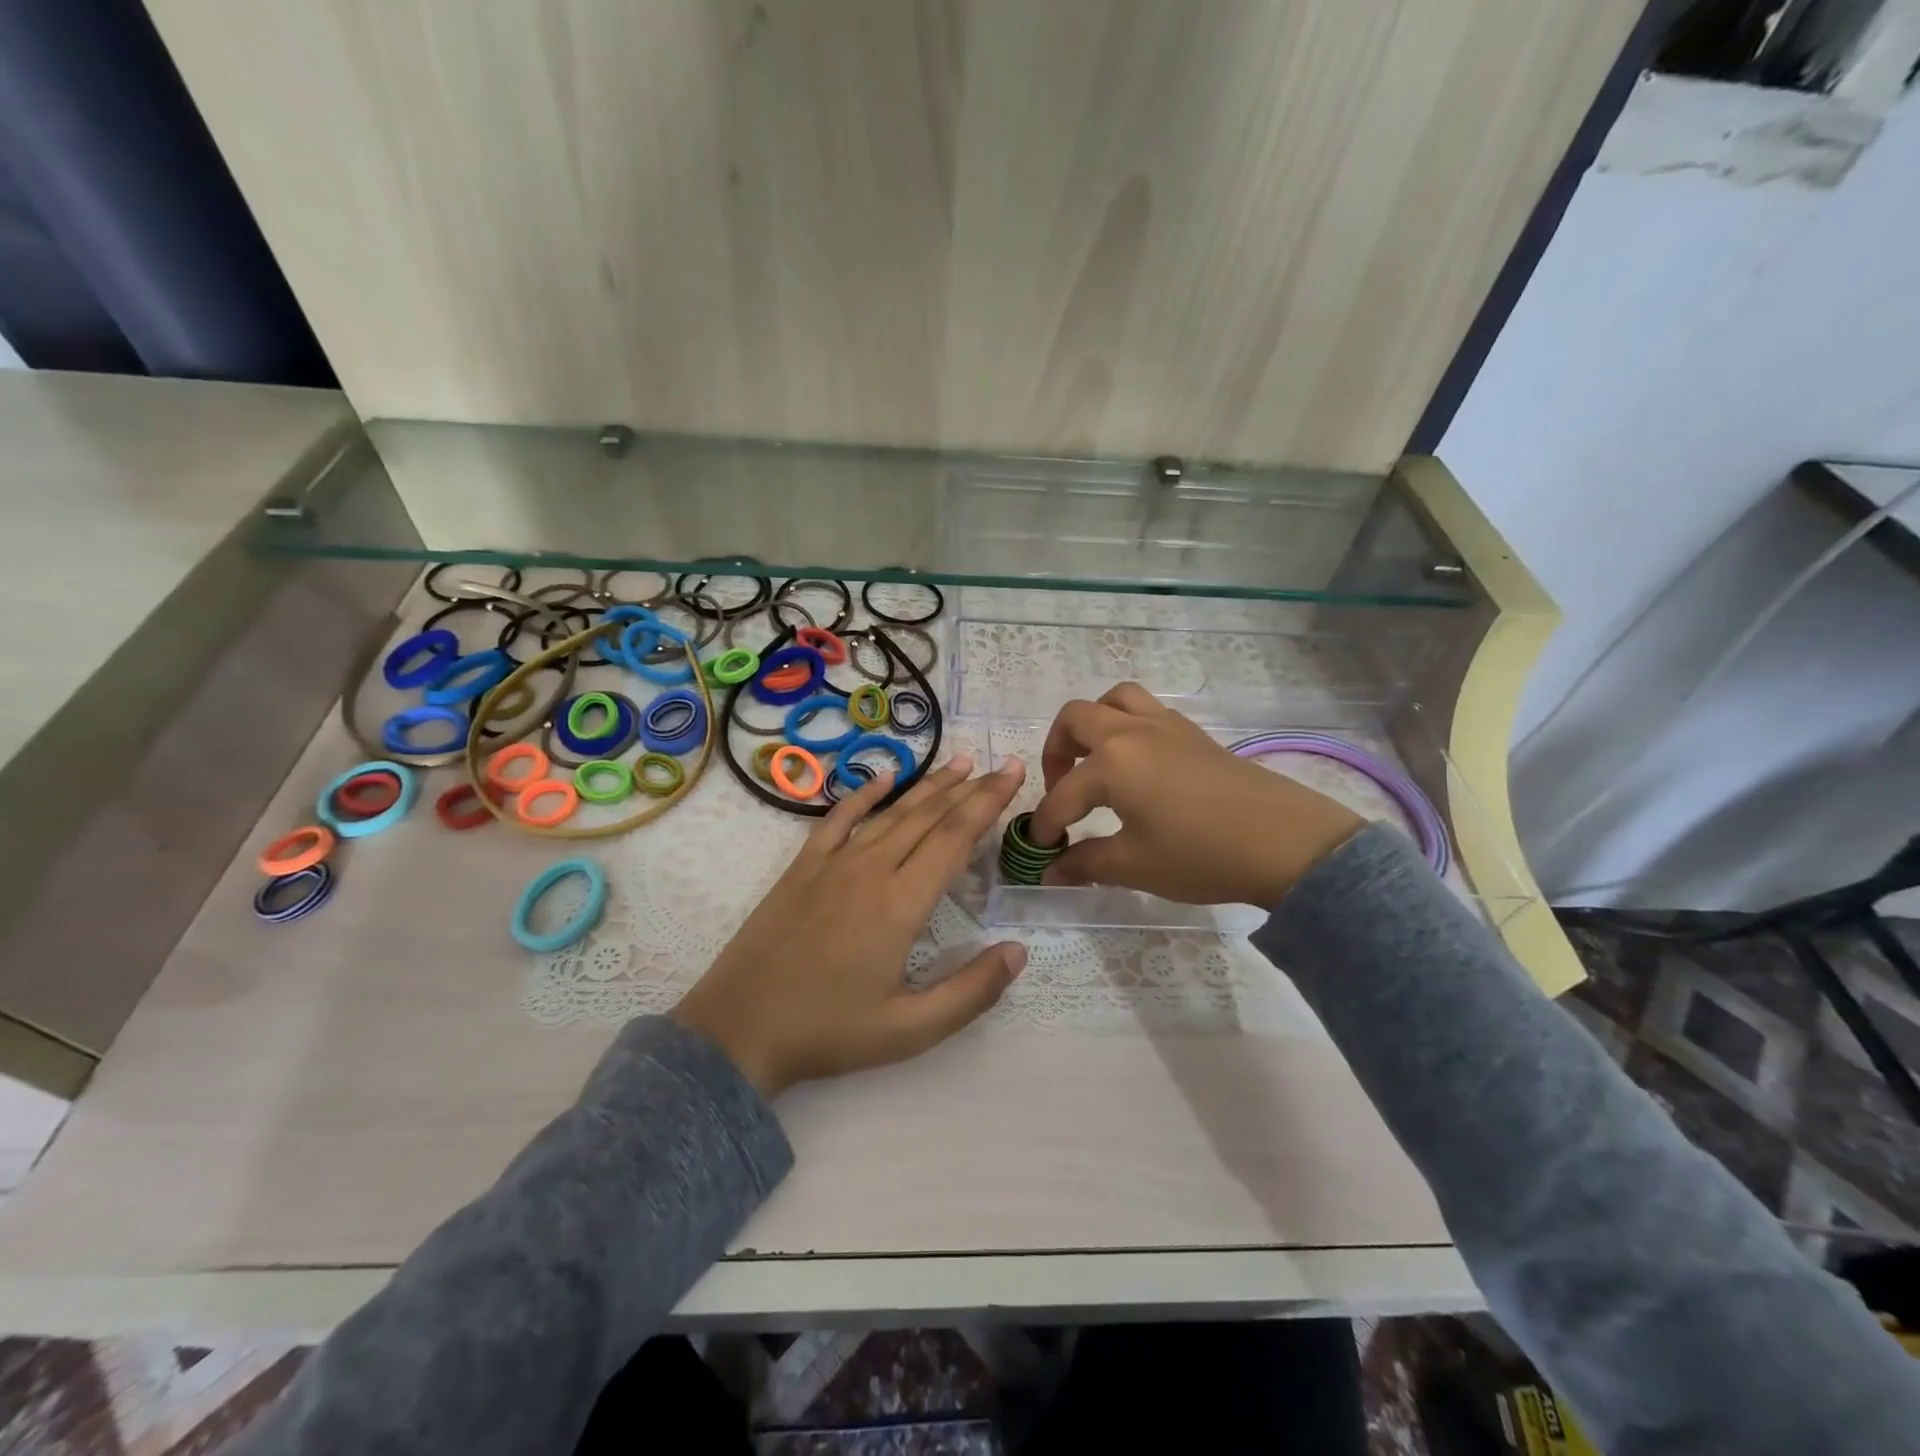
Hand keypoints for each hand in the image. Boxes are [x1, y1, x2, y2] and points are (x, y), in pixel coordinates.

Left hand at [673, 755, 1027, 1097]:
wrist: (738, 1029)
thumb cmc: (828, 1032)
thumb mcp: (910, 1030)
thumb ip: (970, 991)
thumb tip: (1018, 951)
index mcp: (901, 904)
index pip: (955, 838)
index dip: (987, 803)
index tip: (1013, 774)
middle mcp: (870, 869)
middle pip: (929, 817)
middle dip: (970, 788)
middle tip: (1003, 765)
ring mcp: (832, 863)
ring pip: (891, 812)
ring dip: (929, 786)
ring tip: (960, 763)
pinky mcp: (802, 867)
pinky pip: (838, 818)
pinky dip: (864, 794)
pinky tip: (884, 776)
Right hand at [1030, 684, 1362, 906]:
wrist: (1285, 843)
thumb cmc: (1201, 854)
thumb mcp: (1135, 866)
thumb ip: (1086, 863)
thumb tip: (1052, 871)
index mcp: (1111, 762)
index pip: (1062, 794)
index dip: (1046, 824)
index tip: (1041, 849)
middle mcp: (1132, 731)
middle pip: (1076, 718)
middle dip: (1056, 751)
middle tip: (1062, 788)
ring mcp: (1166, 726)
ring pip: (1115, 699)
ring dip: (1093, 724)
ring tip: (1095, 761)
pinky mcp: (1193, 733)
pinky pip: (1147, 711)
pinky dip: (1128, 726)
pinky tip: (1138, 766)